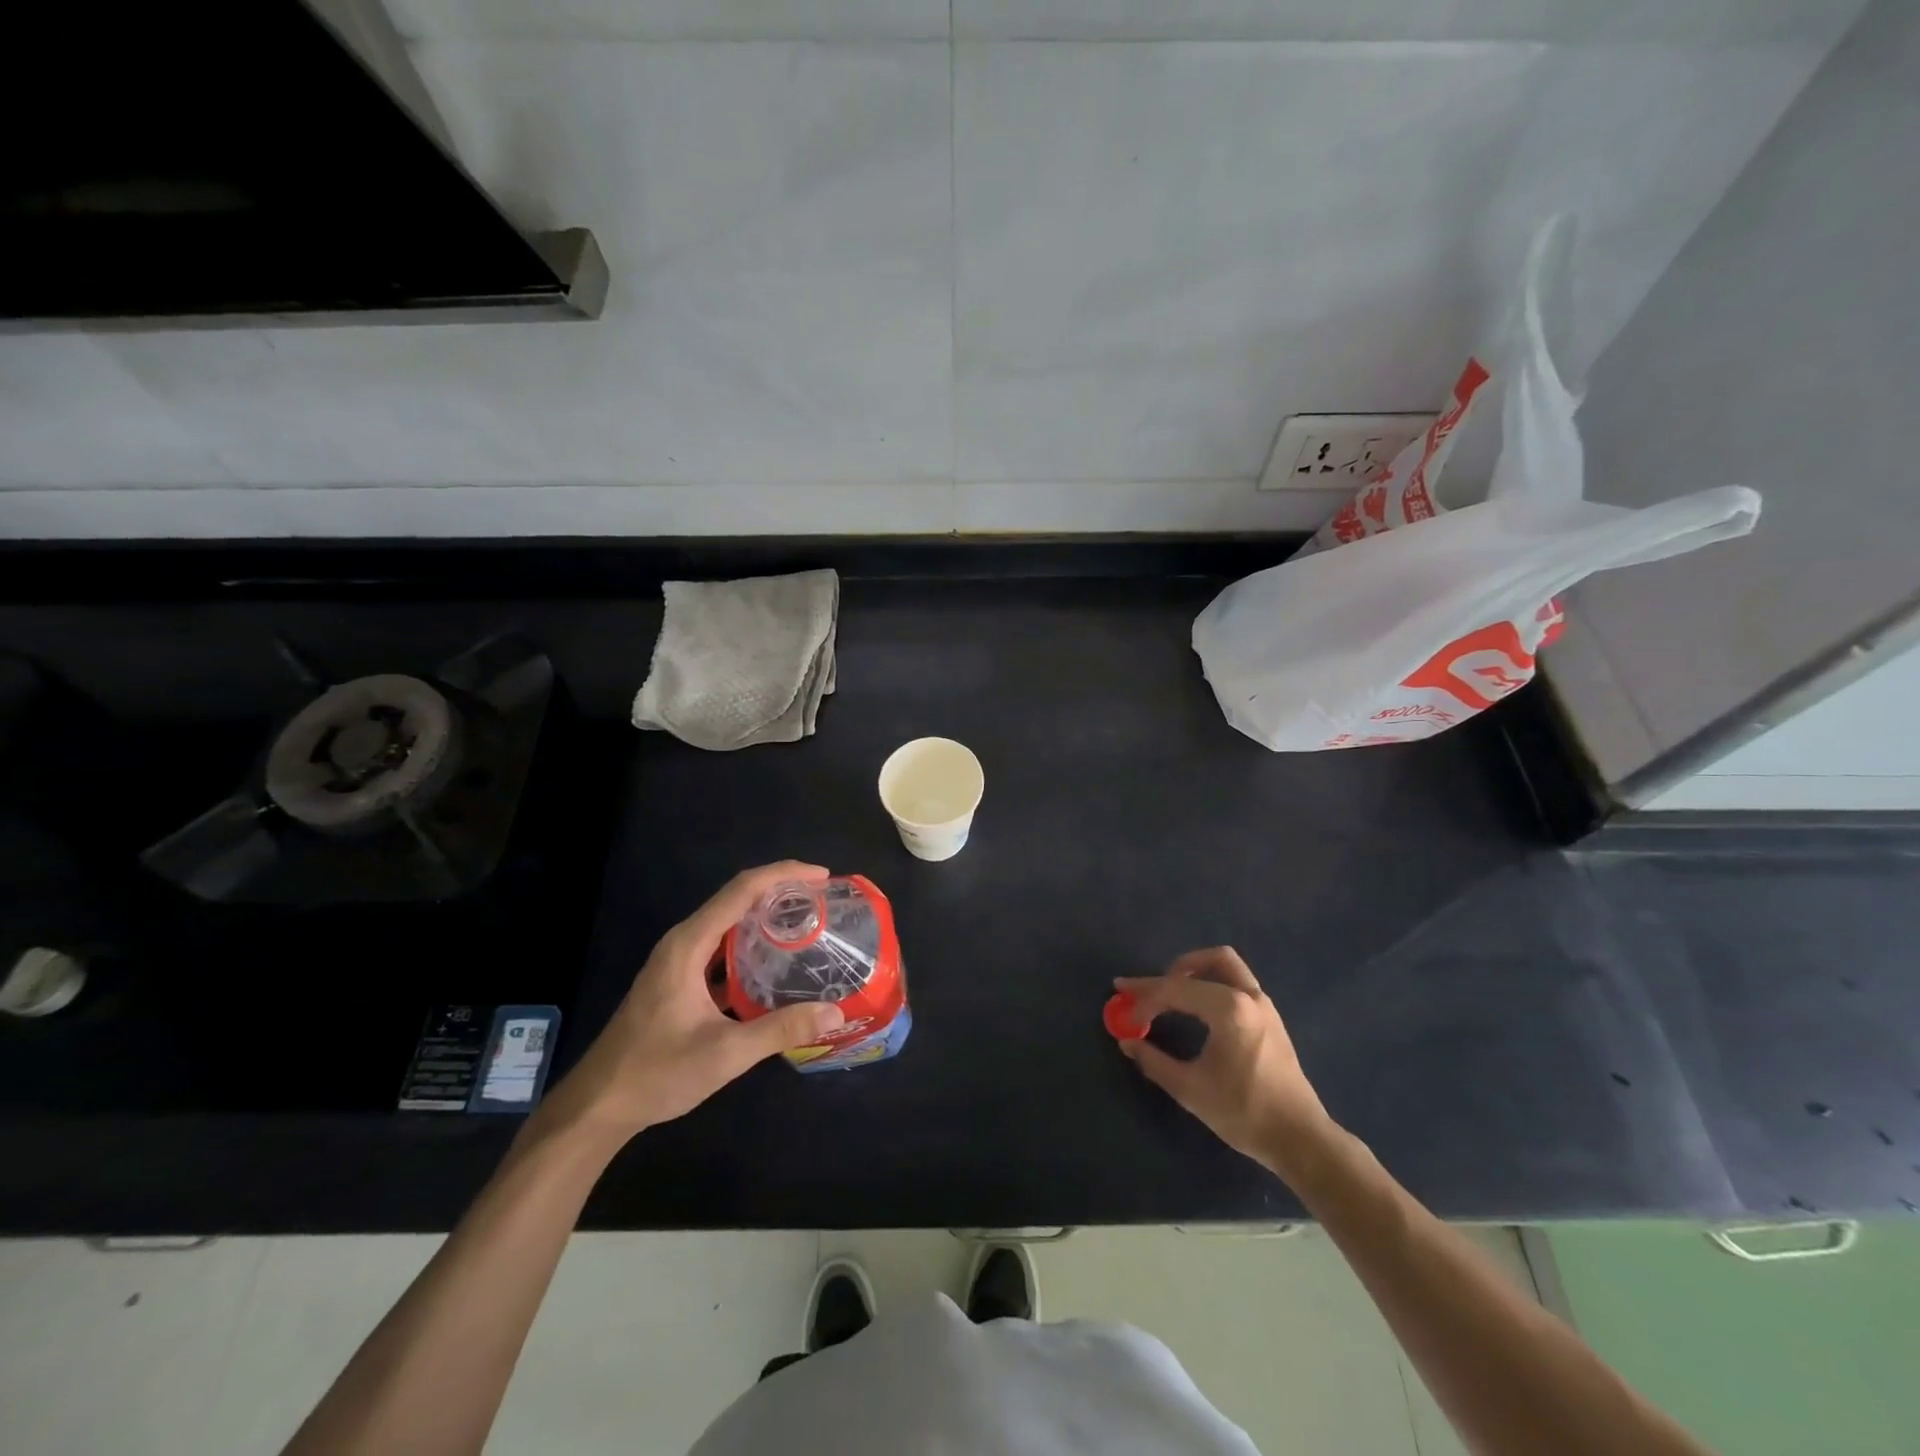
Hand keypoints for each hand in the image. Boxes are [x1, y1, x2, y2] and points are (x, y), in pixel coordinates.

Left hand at [538, 862, 844, 1145]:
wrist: (597, 1106)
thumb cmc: (656, 1073)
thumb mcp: (725, 1054)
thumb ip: (780, 1030)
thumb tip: (835, 1013)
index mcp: (689, 945)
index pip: (742, 889)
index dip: (784, 875)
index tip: (823, 877)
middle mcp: (682, 942)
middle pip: (736, 898)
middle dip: (780, 891)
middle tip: (823, 900)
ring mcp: (678, 961)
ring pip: (728, 922)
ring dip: (766, 916)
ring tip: (807, 922)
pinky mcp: (678, 981)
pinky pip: (721, 947)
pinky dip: (751, 944)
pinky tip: (775, 963)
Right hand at [1115, 948, 1332, 1176]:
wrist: (1300, 1139)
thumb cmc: (1244, 1112)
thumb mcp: (1190, 1089)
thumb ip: (1153, 1061)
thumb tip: (1126, 1042)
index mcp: (1229, 1009)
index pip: (1175, 990)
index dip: (1144, 999)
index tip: (1124, 1014)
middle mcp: (1248, 996)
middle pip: (1206, 961)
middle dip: (1170, 972)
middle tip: (1145, 991)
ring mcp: (1263, 1005)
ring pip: (1227, 965)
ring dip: (1195, 970)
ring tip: (1170, 991)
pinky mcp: (1270, 1018)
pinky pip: (1236, 982)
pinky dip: (1212, 982)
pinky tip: (1196, 1007)